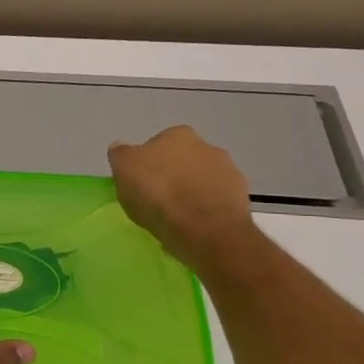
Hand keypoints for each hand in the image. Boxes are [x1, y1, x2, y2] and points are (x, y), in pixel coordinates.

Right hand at [107, 125, 258, 270]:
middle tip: (156, 198)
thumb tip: (121, 147)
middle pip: (183, 160)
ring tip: (174, 216)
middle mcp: (208, 147)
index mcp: (177, 135)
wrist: (204, 228)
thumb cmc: (157, 193)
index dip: (147, 162)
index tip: (139, 181)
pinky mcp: (241, 199)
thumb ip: (121, 154)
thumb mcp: (123, 169)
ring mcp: (229, 173)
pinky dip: (205, 210)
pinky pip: (215, 202)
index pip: (158, 144)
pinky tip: (192, 226)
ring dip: (191, 192)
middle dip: (172, 175)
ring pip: (202, 180)